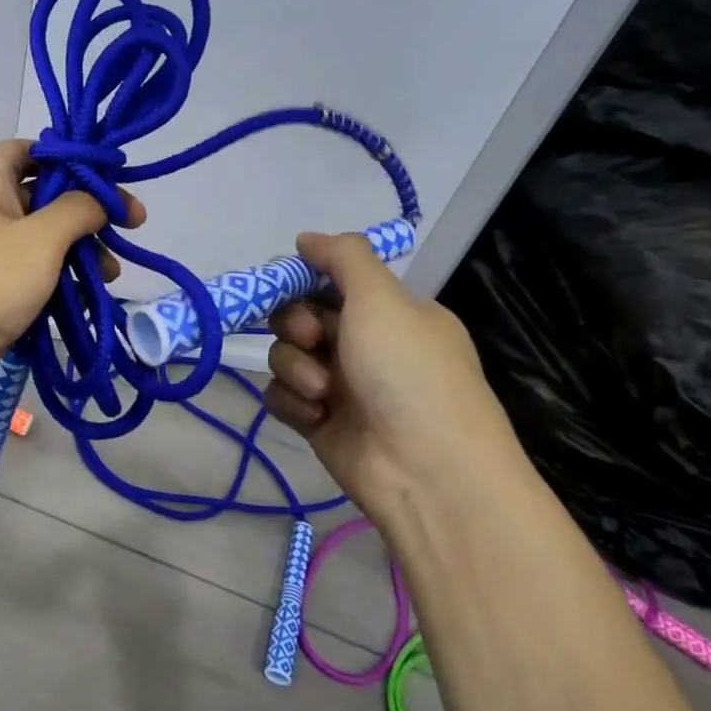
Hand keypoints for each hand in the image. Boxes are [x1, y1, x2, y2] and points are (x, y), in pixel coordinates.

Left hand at [0, 140, 143, 403]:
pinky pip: (37, 274)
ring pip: (46, 239)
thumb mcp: (40, 238)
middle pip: (47, 195)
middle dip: (88, 211)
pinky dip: (63, 281)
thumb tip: (102, 199)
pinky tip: (90, 295)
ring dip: (81, 251)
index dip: (71, 157)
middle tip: (131, 226)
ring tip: (111, 273)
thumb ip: (78, 210)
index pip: (33, 149)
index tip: (111, 176)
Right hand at [263, 231, 526, 518]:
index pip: (333, 281)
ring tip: (322, 391)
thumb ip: (344, 257)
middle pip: (300, 315)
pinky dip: (293, 401)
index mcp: (390, 313)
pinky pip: (282, 395)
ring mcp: (341, 385)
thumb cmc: (409, 373)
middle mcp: (365, 345)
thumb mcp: (382, 299)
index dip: (305, 280)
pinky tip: (315, 414)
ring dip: (296, 367)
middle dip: (296, 324)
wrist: (427, 473)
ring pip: (286, 355)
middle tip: (312, 337)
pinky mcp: (319, 421)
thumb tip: (306, 237)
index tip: (288, 282)